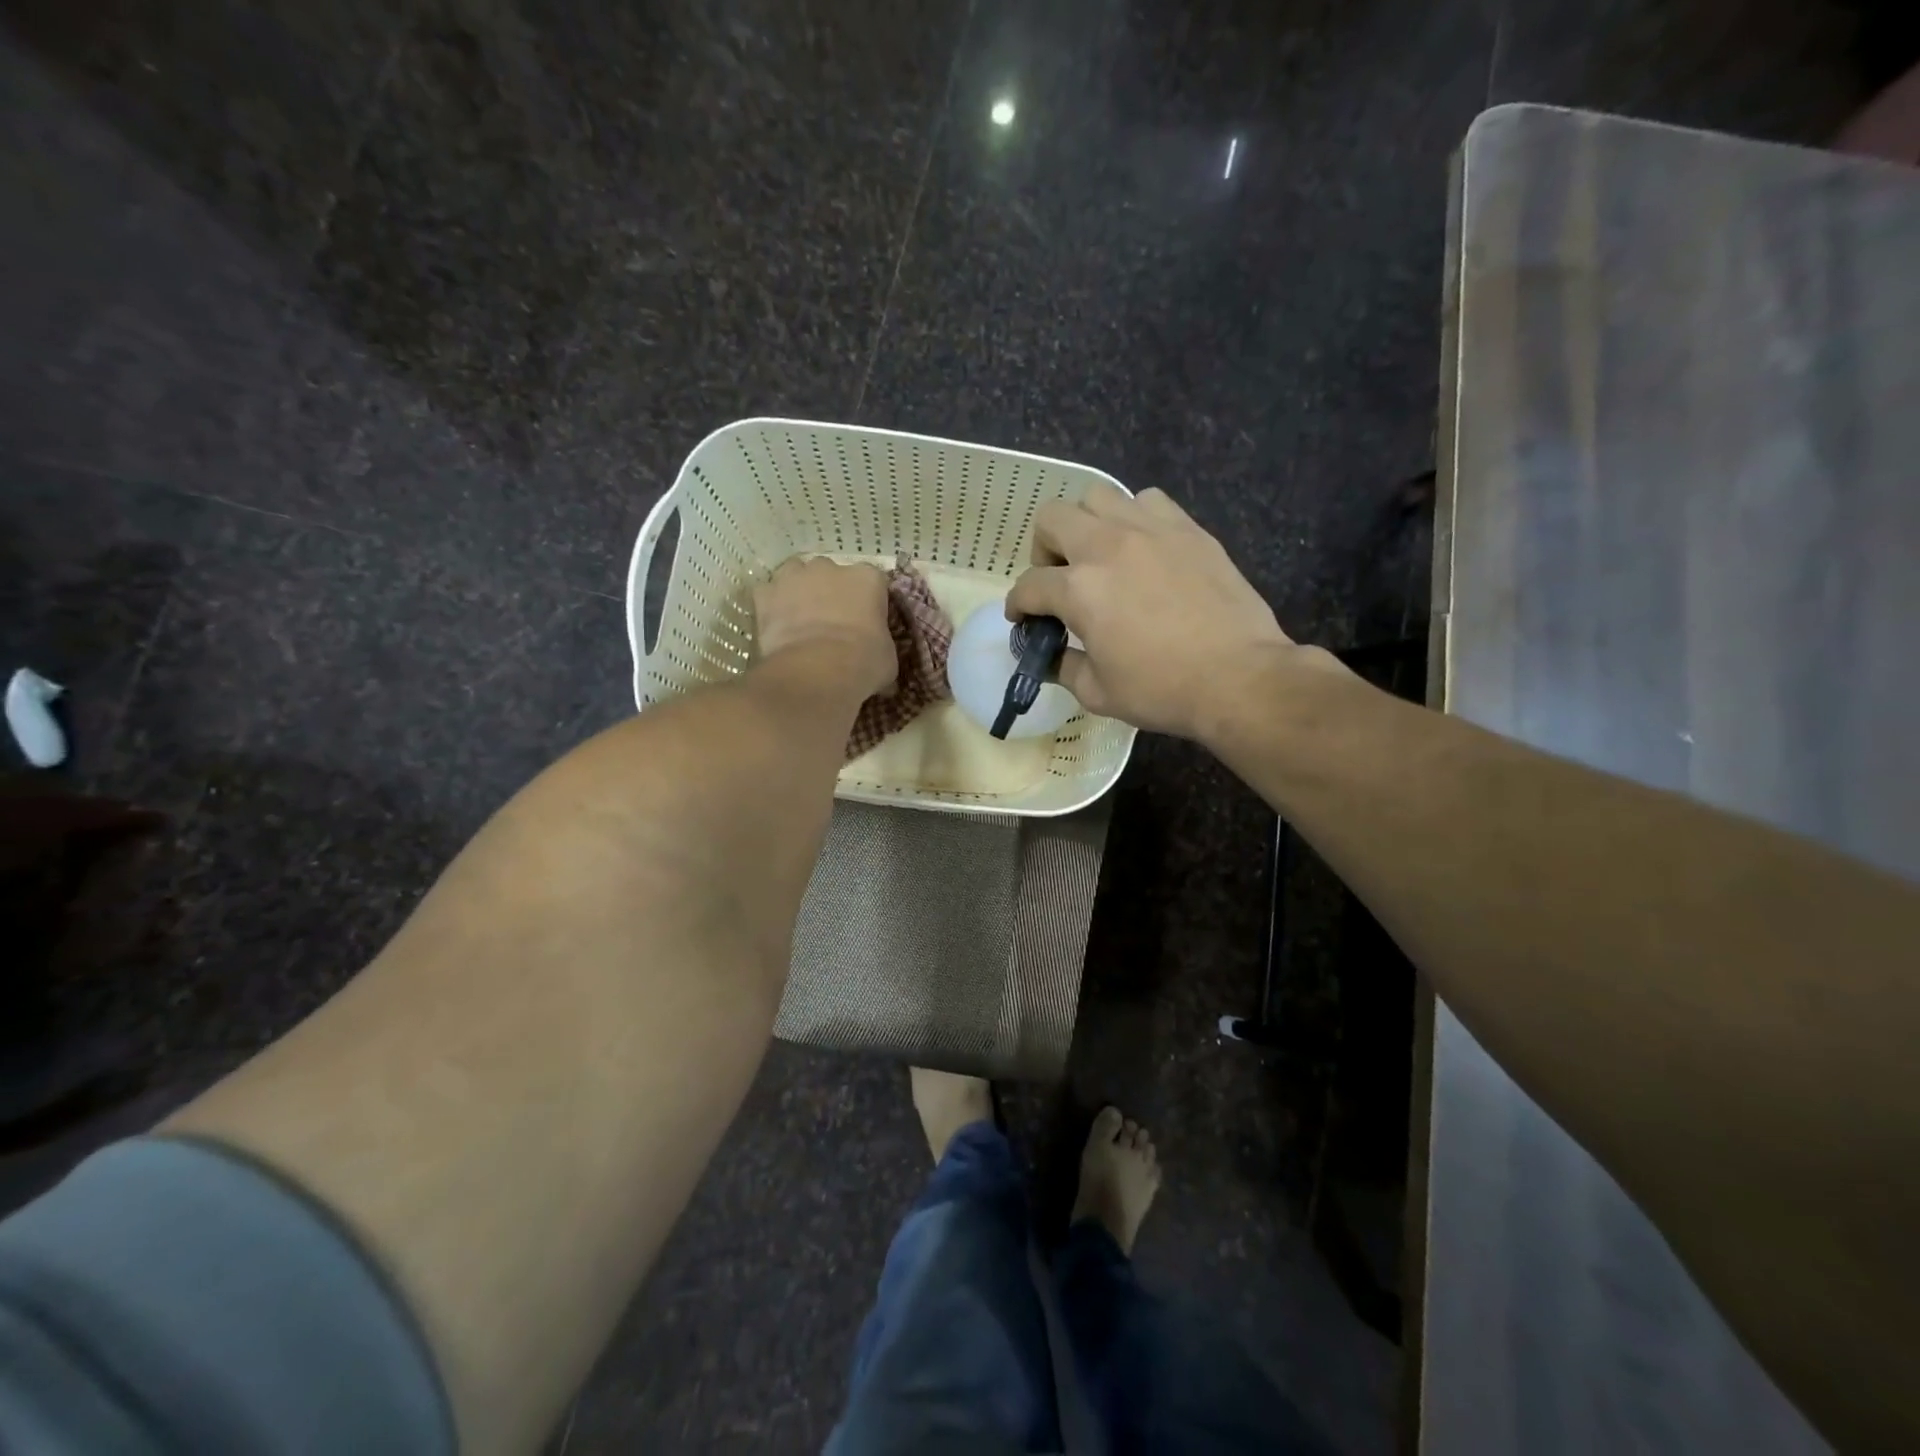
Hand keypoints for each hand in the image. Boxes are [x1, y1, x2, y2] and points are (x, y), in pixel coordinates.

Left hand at [753, 556, 895, 700]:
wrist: (816, 672)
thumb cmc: (862, 662)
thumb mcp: (887, 658)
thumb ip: (882, 646)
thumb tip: (878, 660)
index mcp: (868, 578)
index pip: (873, 582)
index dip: (869, 602)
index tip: (867, 622)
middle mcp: (831, 567)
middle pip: (832, 573)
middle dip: (832, 592)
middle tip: (833, 622)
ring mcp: (794, 576)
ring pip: (796, 574)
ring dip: (799, 590)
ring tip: (801, 619)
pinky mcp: (765, 594)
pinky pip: (768, 594)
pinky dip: (771, 606)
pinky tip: (776, 625)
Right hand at [1006, 485, 1334, 739]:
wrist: (1239, 677)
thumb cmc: (1162, 690)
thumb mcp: (1097, 693)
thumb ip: (1063, 667)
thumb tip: (1050, 655)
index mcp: (1079, 589)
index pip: (1029, 585)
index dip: (1018, 604)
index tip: (1023, 618)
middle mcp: (1106, 546)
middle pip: (1052, 518)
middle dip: (1043, 550)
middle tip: (1059, 579)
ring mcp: (1149, 530)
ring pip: (1098, 497)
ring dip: (1087, 524)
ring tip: (1100, 556)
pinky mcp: (1187, 528)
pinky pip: (1147, 501)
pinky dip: (1134, 518)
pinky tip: (1143, 548)